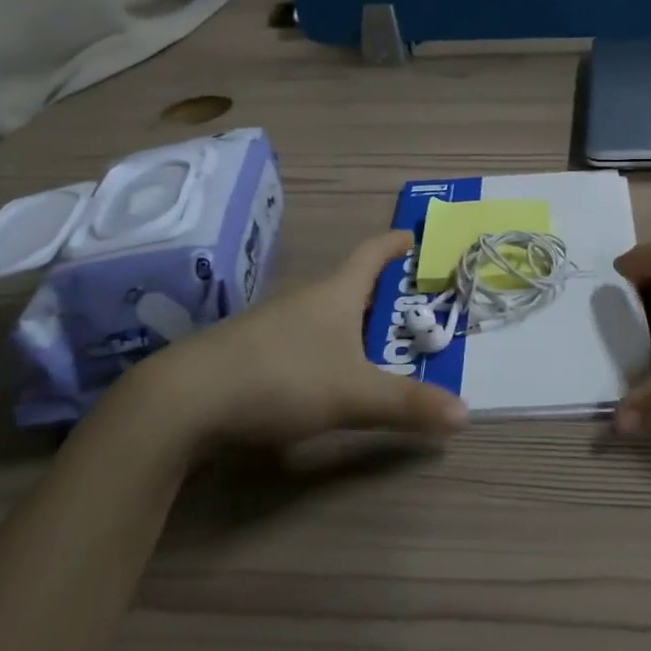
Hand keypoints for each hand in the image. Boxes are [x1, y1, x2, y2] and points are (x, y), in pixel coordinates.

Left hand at [122, 230, 466, 453]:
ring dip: (352, 322)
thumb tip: (466, 415)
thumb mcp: (354, 394)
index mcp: (334, 293)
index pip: (371, 253)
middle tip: (412, 306)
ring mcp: (273, 324)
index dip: (394, 243)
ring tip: (378, 344)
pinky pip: (301, 338)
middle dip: (381, 292)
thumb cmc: (281, 378)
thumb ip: (408, 405)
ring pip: (324, 313)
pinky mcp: (250, 352)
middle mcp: (305, 299)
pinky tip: (325, 374)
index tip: (414, 235)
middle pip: (350, 284)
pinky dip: (325, 346)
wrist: (184, 400)